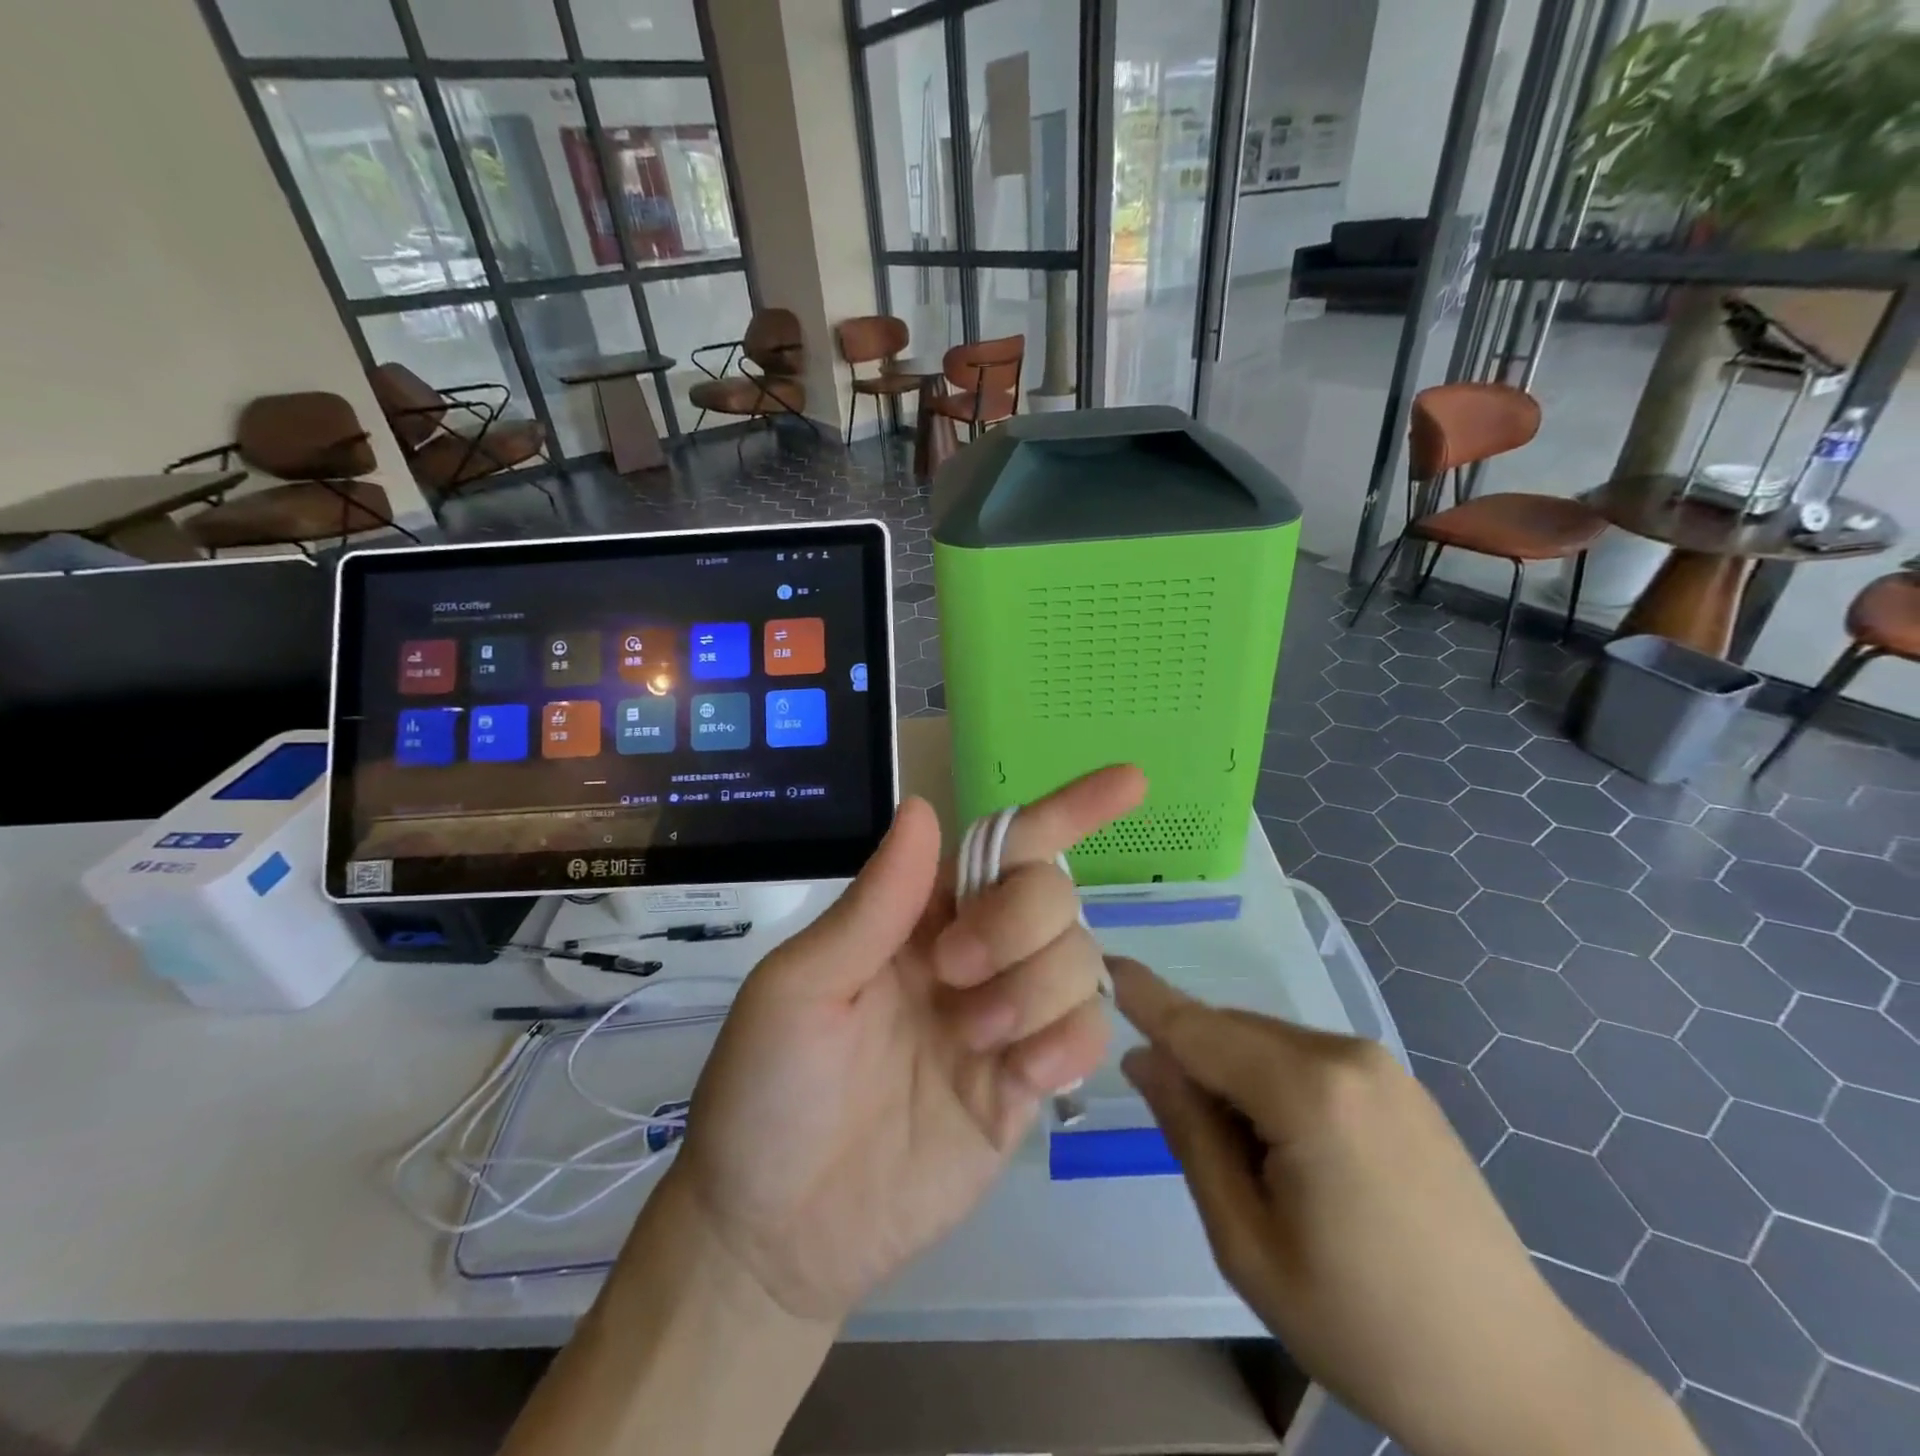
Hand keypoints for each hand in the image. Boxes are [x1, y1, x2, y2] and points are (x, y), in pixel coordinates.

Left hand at [669, 766, 1146, 1324]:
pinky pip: (1086, 1034)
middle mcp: (972, 953)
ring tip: (972, 1039)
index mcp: (918, 915)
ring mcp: (1005, 1017)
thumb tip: (924, 808)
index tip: (1129, 783)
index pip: (1003, 845)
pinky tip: (1020, 1075)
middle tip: (952, 973)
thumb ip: (874, 904)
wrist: (778, 1230)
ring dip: (1034, 988)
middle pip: (1050, 893)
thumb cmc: (768, 1090)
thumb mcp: (801, 987)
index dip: (1067, 809)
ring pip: (1079, 958)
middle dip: (1017, 921)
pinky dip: (1066, 1042)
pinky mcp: (1026, 1084)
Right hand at [1111, 960, 1704, 1455]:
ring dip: (1232, 1077)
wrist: (1517, 1384)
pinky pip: (1305, 1059)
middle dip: (1192, 1060)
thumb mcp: (1247, 1242)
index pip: (1200, 1027)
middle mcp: (1346, 1055)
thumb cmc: (1363, 1326)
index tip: (1102, 963)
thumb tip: (1144, 1060)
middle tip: (1179, 1130)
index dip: (1146, 997)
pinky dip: (1271, 1083)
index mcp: (1308, 1093)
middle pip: (1232, 1032)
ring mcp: (1380, 1065)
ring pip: (1266, 1043)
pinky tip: (1291, 1153)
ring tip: (1248, 1163)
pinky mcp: (1398, 1084)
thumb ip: (1190, 1133)